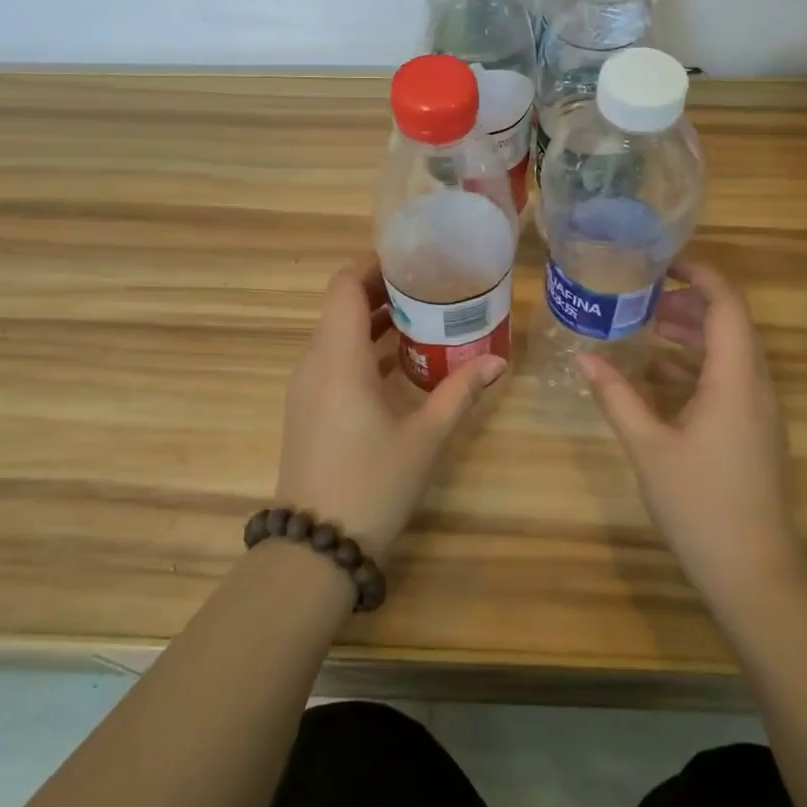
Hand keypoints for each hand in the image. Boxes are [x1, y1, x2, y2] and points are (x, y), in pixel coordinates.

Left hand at [275, 256, 504, 557]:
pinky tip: (401, 363)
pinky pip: (333, 359)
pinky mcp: (307, 407)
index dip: (373, 264)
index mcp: (339, 357)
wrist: (316, 548)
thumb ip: (461, 392)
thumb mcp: (425, 436)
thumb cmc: (373, 483)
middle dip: (382, 289)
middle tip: (429, 285)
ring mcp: (306, 386)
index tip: (411, 258)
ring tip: (423, 316)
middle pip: (341, 305)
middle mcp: (315, 362)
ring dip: (374, 320)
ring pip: (336, 333)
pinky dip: (363, 348)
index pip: (344, 286)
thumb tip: (499, 361)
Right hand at [577, 261, 804, 614]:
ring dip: (691, 332)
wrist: (754, 573)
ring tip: (645, 324)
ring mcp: (756, 410)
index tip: (661, 260)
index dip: (700, 273)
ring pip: (728, 351)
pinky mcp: (751, 431)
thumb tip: (583, 357)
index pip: (727, 304)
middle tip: (641, 294)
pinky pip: (726, 378)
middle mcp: (754, 385)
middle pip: (729, 323)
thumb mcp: (649, 446)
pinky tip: (657, 372)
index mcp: (735, 379)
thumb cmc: (701, 504)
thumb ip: (616, 397)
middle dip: (688, 300)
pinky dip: (695, 364)